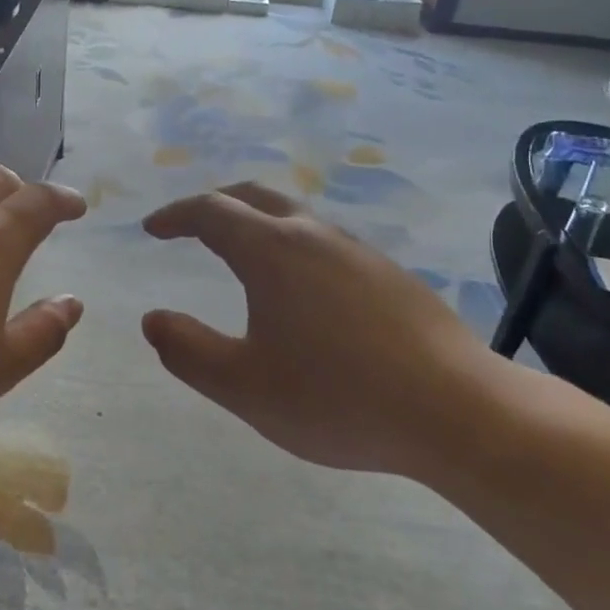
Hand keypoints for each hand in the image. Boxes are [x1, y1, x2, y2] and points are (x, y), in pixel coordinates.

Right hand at [141, 183, 501, 475]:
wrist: (457, 411)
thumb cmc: (337, 398)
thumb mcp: (244, 386)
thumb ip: (188, 351)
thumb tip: (153, 320)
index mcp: (272, 251)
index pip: (211, 212)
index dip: (175, 215)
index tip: (152, 229)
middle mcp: (315, 236)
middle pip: (254, 197)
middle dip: (214, 205)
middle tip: (189, 226)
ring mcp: (359, 252)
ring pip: (295, 217)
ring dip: (257, 223)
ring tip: (241, 255)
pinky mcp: (390, 275)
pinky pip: (326, 243)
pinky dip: (292, 246)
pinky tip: (302, 291)